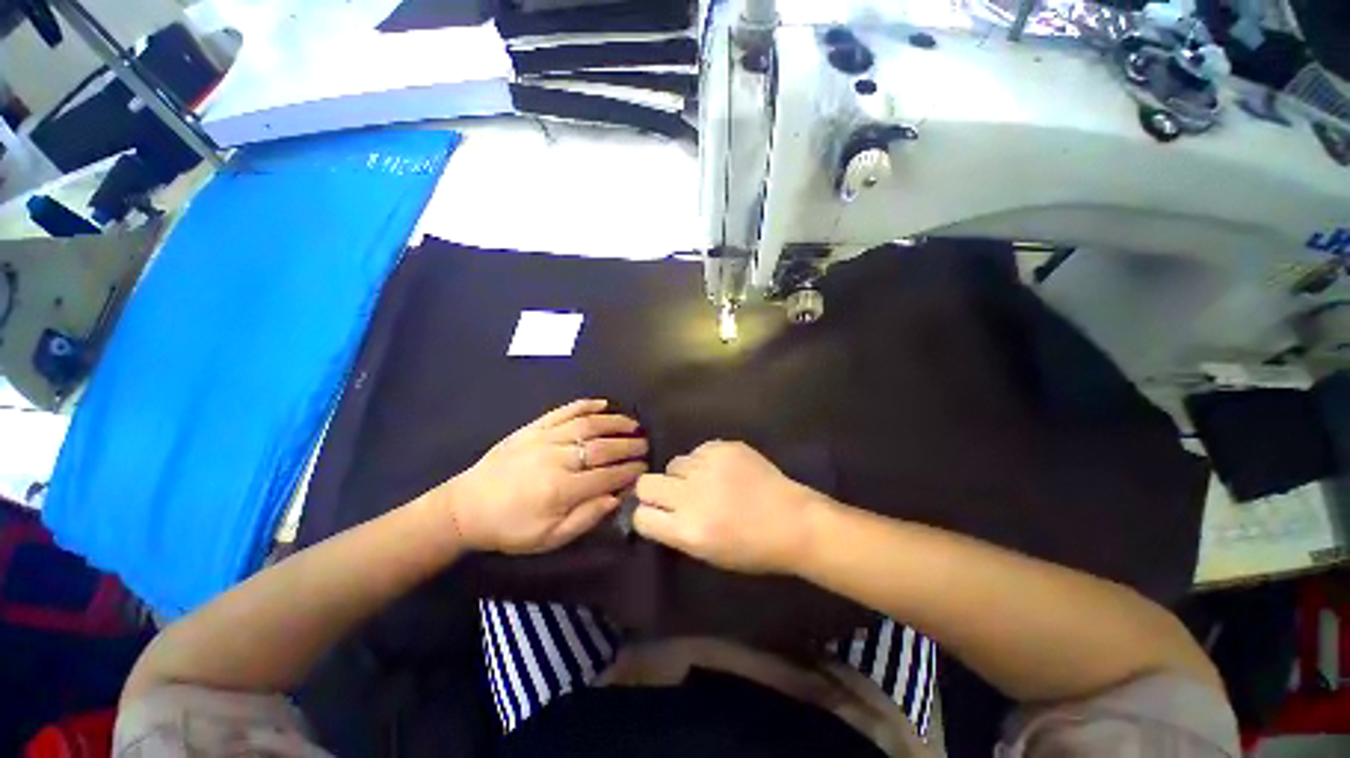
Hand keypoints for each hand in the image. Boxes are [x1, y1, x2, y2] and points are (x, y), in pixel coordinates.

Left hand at [440, 399, 647, 553]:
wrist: (466, 507)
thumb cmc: (510, 527)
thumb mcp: (548, 538)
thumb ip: (584, 519)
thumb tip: (616, 498)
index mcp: (561, 489)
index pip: (606, 477)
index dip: (629, 472)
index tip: (645, 469)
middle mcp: (557, 458)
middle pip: (602, 448)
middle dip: (629, 446)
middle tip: (645, 444)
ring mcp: (544, 438)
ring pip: (587, 425)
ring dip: (615, 422)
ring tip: (633, 424)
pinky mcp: (533, 427)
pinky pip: (563, 411)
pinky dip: (585, 405)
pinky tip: (603, 403)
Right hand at [633, 441, 826, 573]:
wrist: (794, 521)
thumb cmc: (753, 548)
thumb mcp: (708, 554)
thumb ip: (676, 531)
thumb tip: (656, 511)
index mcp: (688, 530)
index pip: (641, 516)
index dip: (646, 514)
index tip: (656, 513)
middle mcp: (692, 495)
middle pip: (646, 483)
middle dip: (654, 490)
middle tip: (673, 494)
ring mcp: (708, 467)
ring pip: (673, 463)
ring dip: (683, 474)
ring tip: (705, 481)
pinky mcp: (724, 447)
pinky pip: (698, 450)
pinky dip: (704, 461)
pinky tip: (723, 471)